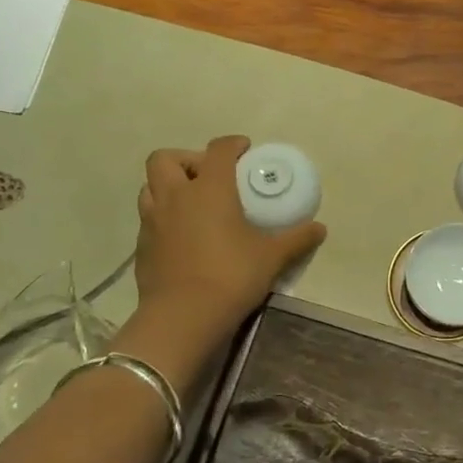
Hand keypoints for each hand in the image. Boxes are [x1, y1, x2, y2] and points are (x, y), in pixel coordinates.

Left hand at [133, 136, 325, 336]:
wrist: (182, 317)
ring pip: (150, 187)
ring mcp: (153, 221)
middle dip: (187, 159)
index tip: (244, 149)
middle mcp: (176, 196)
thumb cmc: (230, 276)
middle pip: (166, 158)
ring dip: (169, 186)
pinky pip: (149, 218)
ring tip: (191, 204)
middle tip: (208, 177)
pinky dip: (163, 217)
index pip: (218, 150)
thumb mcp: (272, 258)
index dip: (232, 144)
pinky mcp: (142, 246)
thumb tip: (320, 228)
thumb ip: (296, 239)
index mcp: (209, 189)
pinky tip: (182, 236)